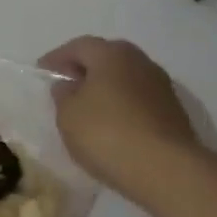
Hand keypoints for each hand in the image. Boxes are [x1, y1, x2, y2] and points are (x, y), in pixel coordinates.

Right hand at [38, 37, 201, 194]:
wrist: (166, 170)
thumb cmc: (107, 134)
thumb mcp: (68, 115)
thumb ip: (63, 95)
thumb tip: (69, 86)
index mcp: (111, 54)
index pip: (79, 46)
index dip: (57, 57)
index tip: (42, 71)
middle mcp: (140, 62)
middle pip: (106, 58)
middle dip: (85, 69)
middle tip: (67, 84)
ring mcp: (161, 86)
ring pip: (125, 79)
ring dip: (106, 88)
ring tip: (88, 107)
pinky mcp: (173, 112)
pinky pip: (138, 100)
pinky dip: (122, 105)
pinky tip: (112, 124)